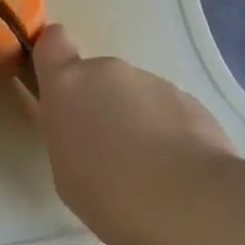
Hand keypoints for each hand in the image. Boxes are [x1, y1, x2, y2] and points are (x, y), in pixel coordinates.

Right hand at [29, 25, 239, 244]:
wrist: (192, 203)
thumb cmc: (110, 193)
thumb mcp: (66, 172)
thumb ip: (67, 134)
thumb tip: (81, 125)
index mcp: (68, 85)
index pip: (52, 42)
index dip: (54, 58)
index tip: (57, 87)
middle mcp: (108, 71)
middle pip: (96, 77)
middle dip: (99, 105)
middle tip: (107, 152)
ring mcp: (152, 81)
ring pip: (133, 95)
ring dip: (134, 120)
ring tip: (147, 170)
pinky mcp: (189, 99)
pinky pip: (166, 110)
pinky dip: (166, 132)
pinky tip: (176, 172)